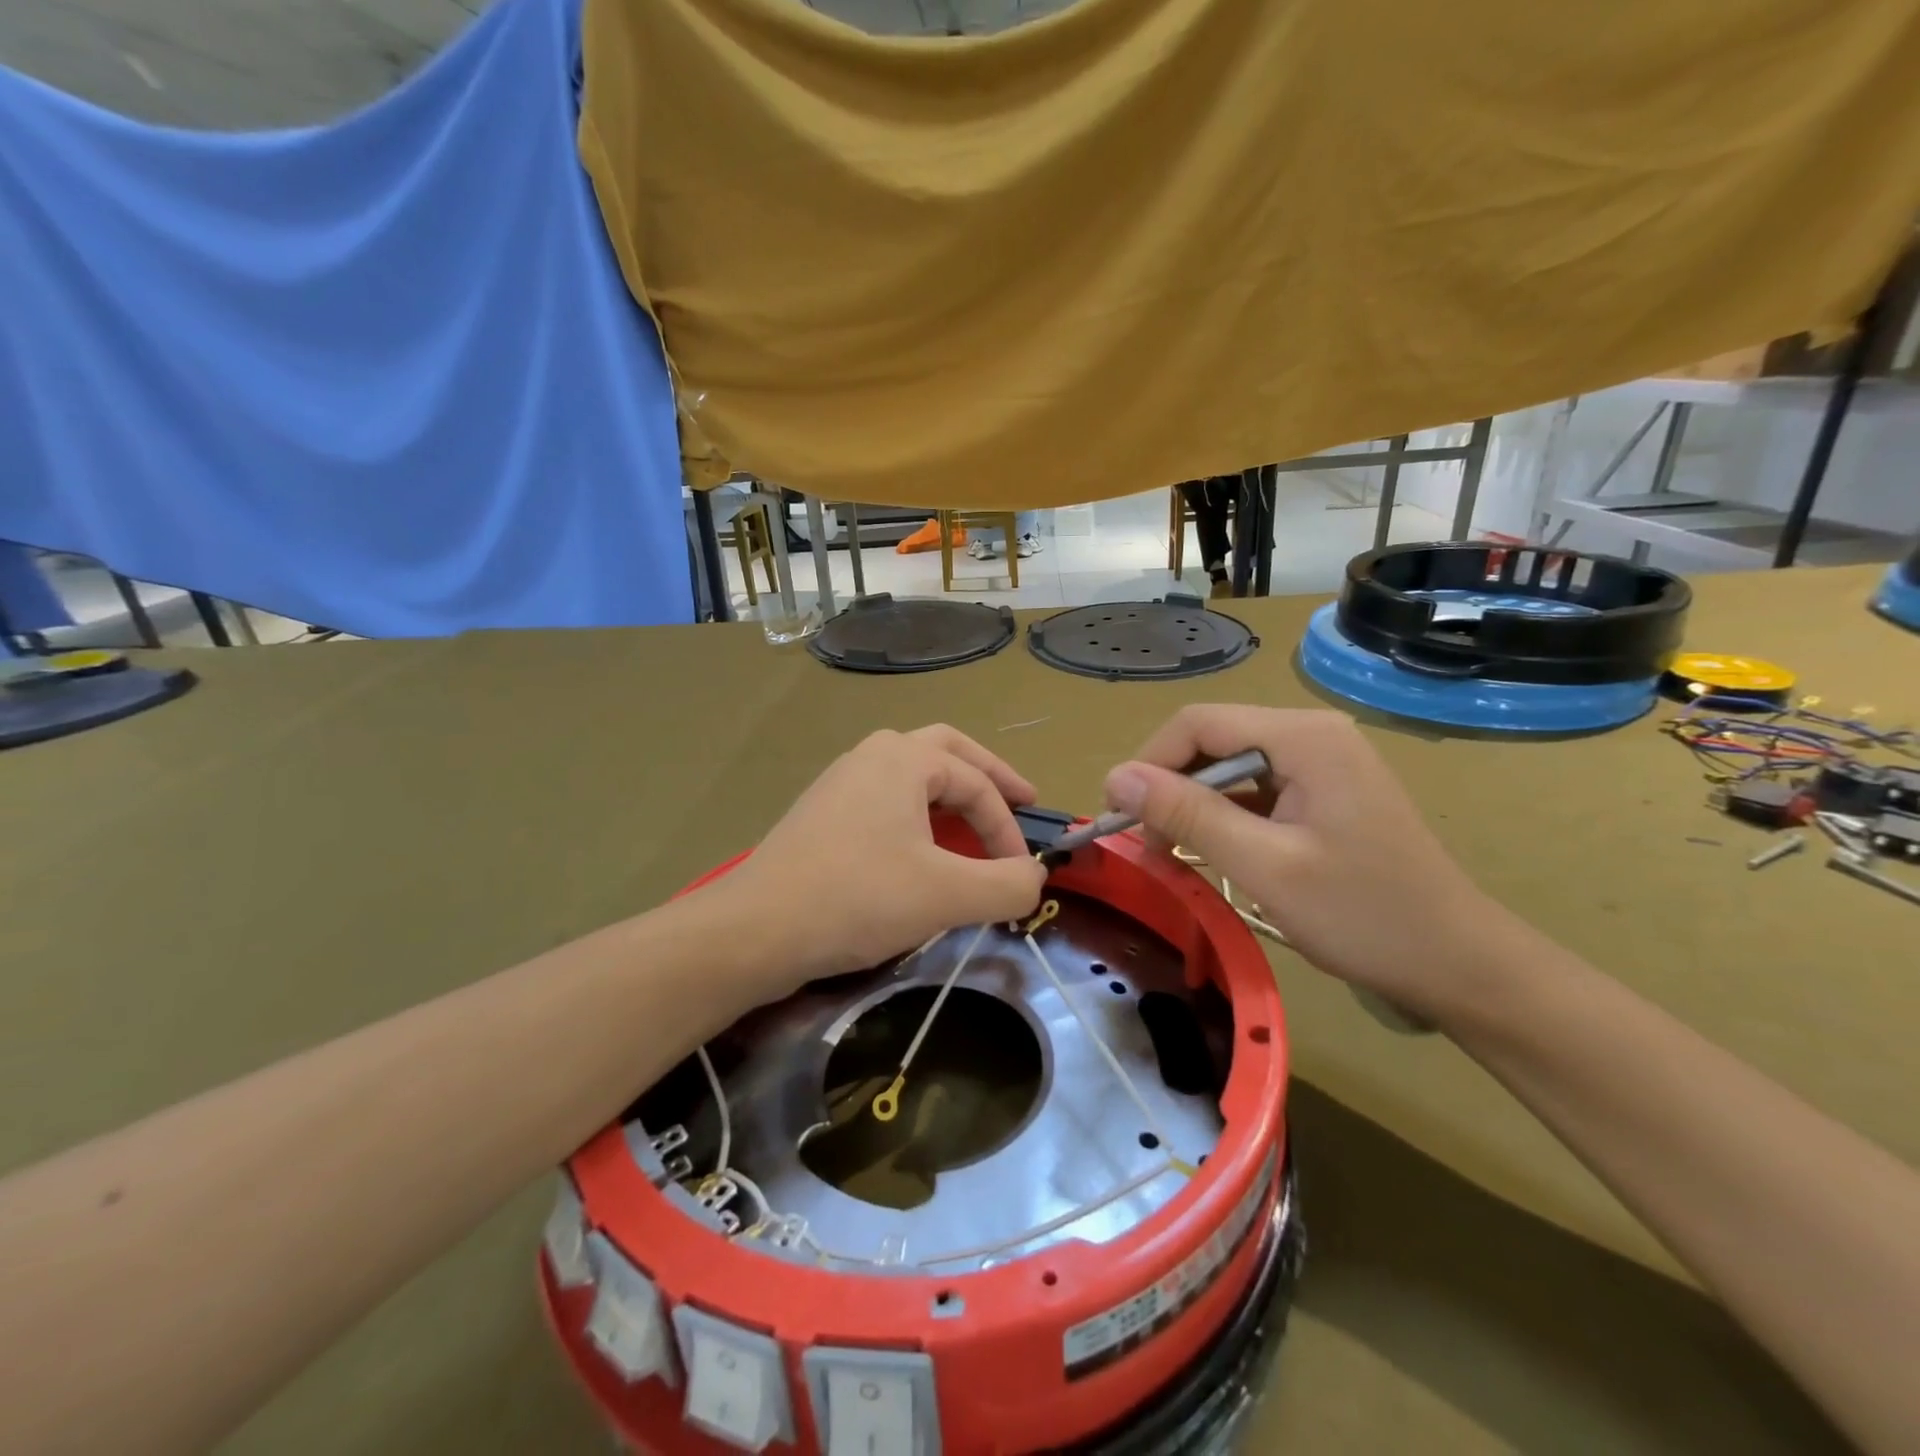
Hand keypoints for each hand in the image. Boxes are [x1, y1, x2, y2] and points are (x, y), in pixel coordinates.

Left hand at [733, 726, 1047, 989]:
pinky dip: (917, 813)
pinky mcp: (822, 814)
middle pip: (947, 751)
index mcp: (904, 758)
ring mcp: (841, 782)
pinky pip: (885, 799)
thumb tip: (1035, 877)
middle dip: (988, 777)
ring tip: (974, 824)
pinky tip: (919, 848)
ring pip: (911, 774)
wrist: (755, 929)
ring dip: (950, 793)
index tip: (1023, 874)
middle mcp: (872, 755)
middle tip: (1021, 799)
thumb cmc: (857, 898)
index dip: (1009, 828)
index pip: (977, 785)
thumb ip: (1006, 885)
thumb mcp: (947, 895)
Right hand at [1103, 706, 1506, 1017]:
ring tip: (1173, 857)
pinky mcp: (1324, 792)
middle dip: (1170, 788)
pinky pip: (1255, 790)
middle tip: (1148, 846)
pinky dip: (1224, 819)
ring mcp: (1321, 762)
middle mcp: (1311, 734)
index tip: (1120, 819)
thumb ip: (1188, 814)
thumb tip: (1116, 778)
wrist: (1459, 964)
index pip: (1197, 723)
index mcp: (1302, 737)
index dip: (1148, 763)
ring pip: (1229, 767)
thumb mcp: (1264, 866)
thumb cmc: (1364, 916)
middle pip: (1212, 741)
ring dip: (1193, 807)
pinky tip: (1215, 854)